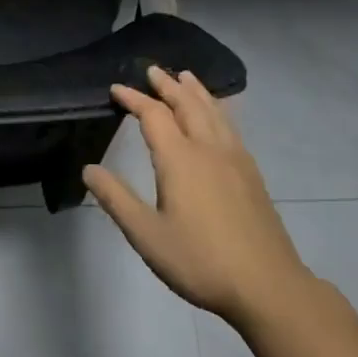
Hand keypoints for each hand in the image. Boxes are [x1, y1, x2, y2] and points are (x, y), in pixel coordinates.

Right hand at [83, 67, 310, 328]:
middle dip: (167, 85)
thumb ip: (117, 199)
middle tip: (152, 70)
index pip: (153, 115)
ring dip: (196, 91)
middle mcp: (209, 149)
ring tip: (186, 77)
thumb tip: (89, 169)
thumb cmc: (200, 261)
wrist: (268, 286)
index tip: (116, 89)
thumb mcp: (147, 235)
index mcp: (180, 160)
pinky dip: (218, 109)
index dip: (133, 99)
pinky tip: (219, 116)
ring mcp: (235, 159)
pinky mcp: (251, 174)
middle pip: (187, 104)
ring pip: (214, 112)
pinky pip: (231, 126)